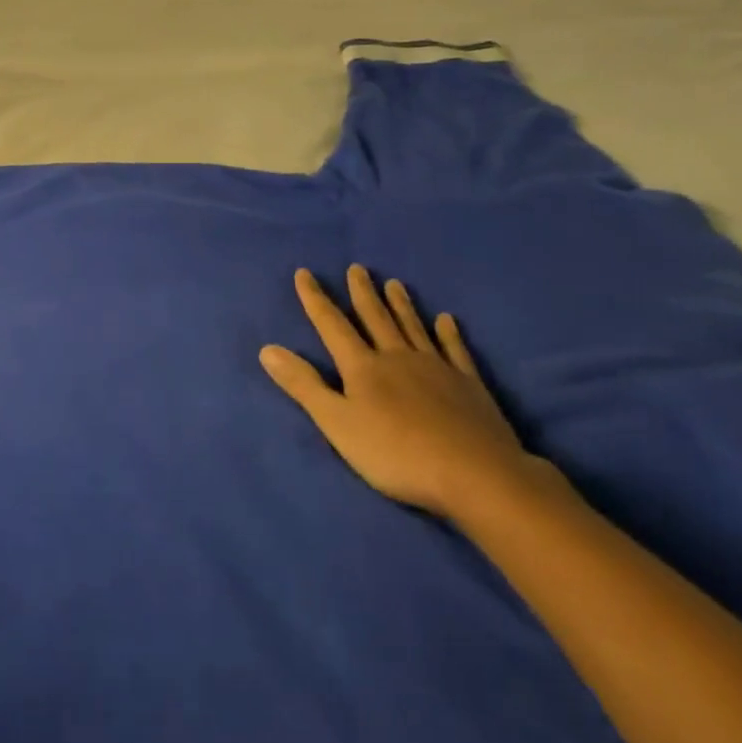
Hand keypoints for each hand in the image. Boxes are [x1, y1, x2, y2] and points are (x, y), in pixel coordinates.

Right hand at [259, 266, 538, 517]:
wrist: (474, 474)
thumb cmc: (395, 453)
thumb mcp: (337, 423)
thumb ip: (304, 385)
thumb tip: (268, 348)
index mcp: (363, 367)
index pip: (332, 325)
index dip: (315, 299)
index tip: (304, 273)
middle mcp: (397, 357)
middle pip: (375, 318)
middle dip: (362, 293)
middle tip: (357, 268)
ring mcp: (436, 368)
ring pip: (412, 327)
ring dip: (401, 305)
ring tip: (394, 283)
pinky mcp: (468, 384)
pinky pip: (455, 350)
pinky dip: (448, 333)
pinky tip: (446, 320)